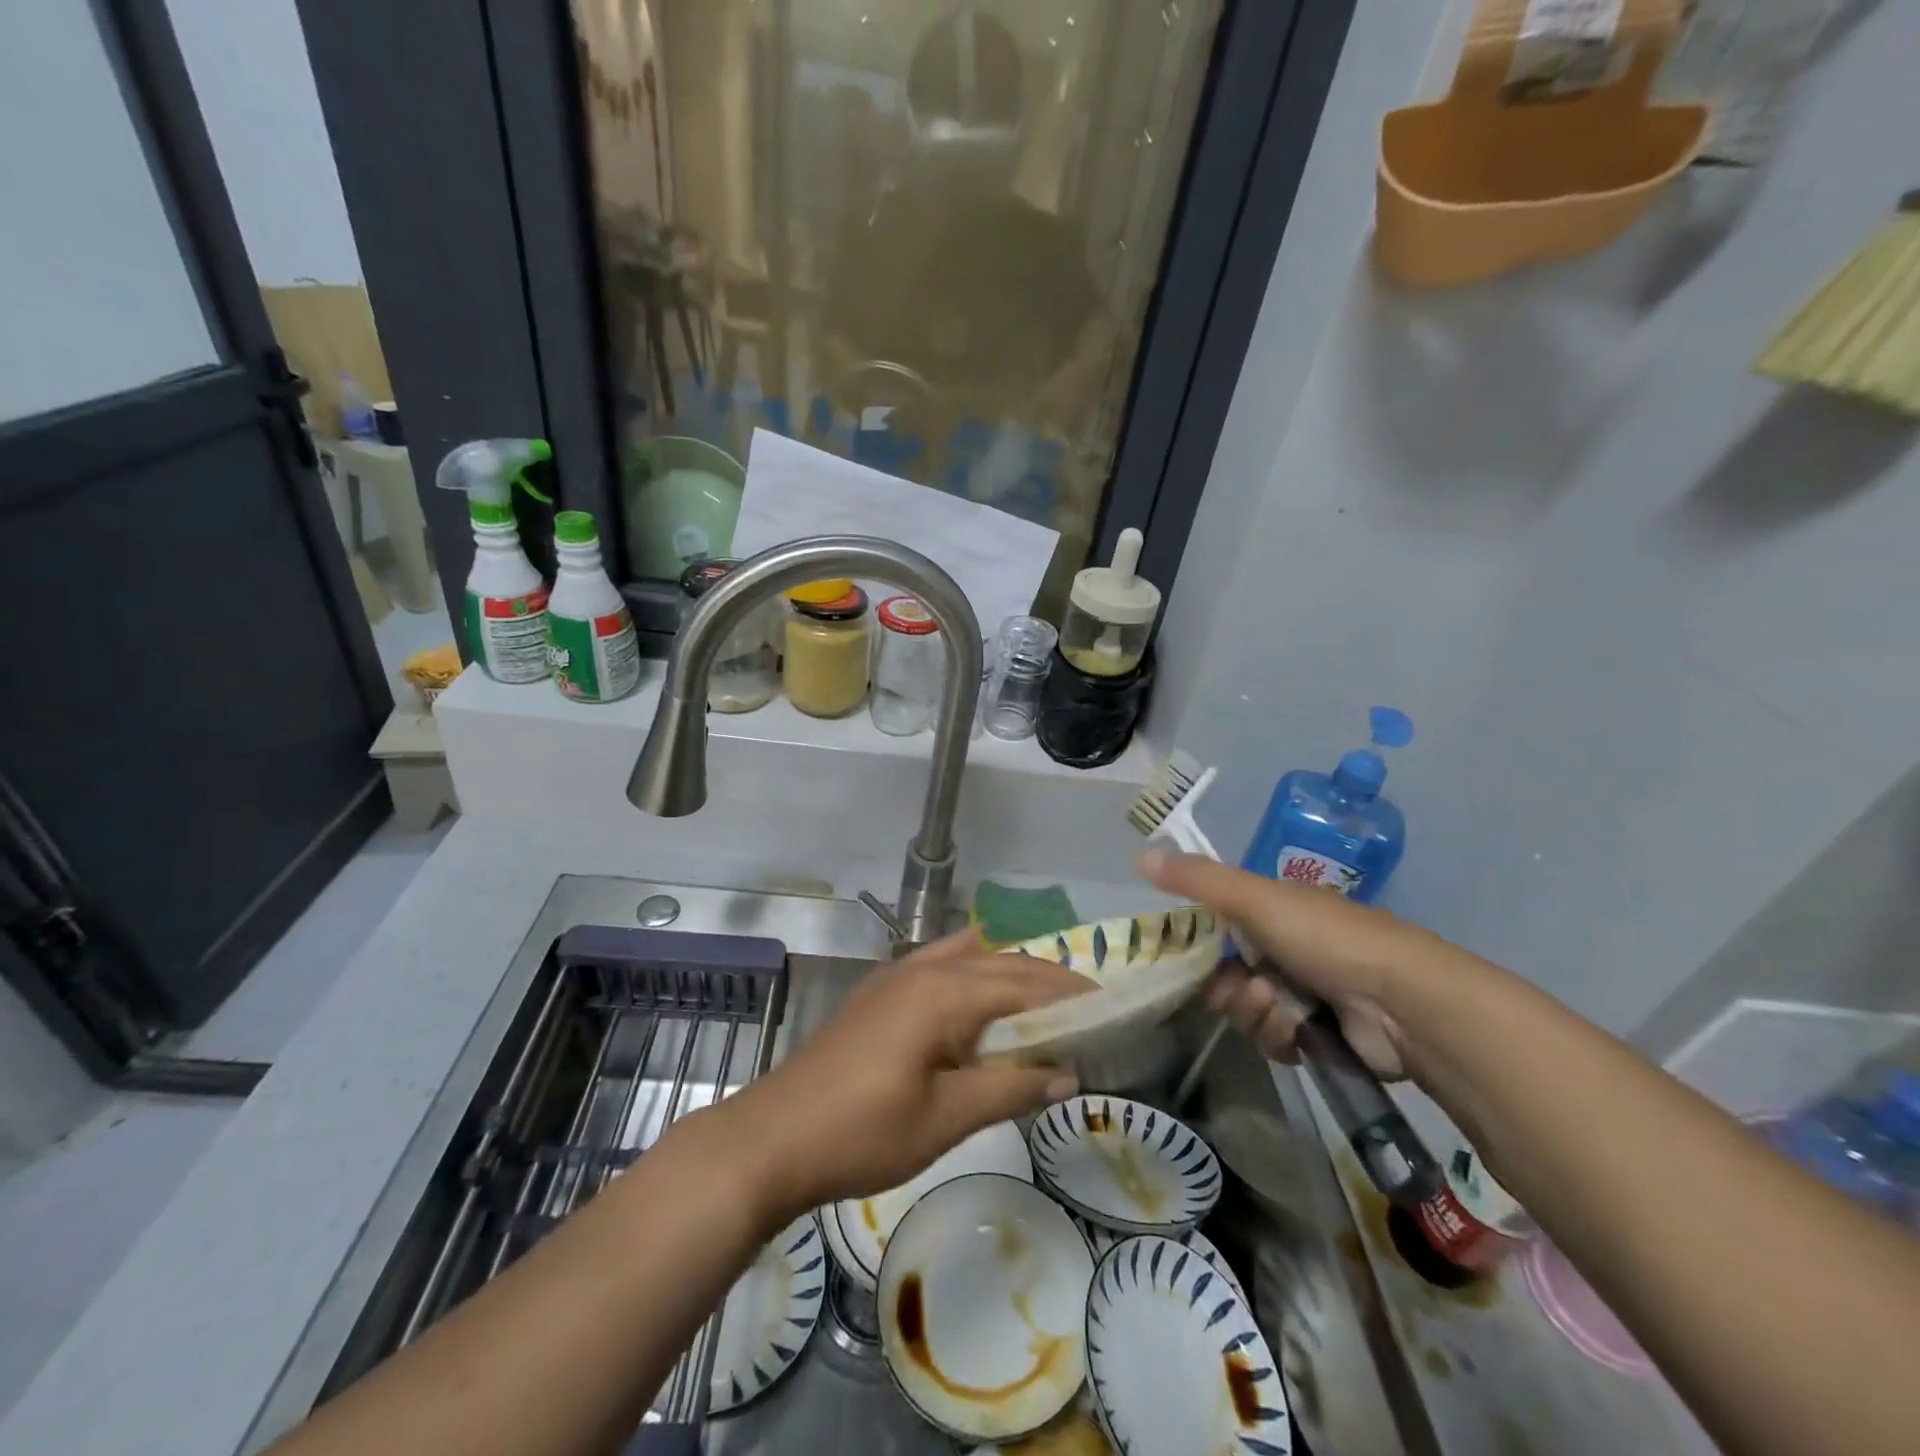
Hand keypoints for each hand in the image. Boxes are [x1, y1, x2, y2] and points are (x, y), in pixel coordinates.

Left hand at [716, 932, 1089, 1221]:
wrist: (773, 1138)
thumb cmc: (862, 1133)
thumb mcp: (945, 1119)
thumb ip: (1009, 1088)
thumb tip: (1068, 1072)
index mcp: (943, 993)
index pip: (1025, 985)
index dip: (1070, 997)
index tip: (1111, 1009)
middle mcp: (924, 969)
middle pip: (1001, 964)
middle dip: (1048, 982)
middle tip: (1091, 1008)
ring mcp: (897, 976)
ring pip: (971, 958)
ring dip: (1011, 973)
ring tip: (1047, 1002)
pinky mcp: (880, 992)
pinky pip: (941, 964)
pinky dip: (975, 972)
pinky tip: (984, 997)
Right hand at [1138, 849, 1474, 1079]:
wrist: (1403, 1001)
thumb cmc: (1325, 937)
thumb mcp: (1254, 898)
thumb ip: (1197, 880)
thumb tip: (1139, 854)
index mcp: (1276, 911)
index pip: (1218, 929)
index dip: (1201, 947)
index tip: (1191, 960)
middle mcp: (1289, 949)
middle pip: (1229, 975)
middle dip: (1232, 988)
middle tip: (1250, 990)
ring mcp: (1308, 993)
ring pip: (1250, 1010)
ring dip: (1256, 1014)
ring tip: (1282, 1011)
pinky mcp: (1323, 1036)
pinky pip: (1276, 1041)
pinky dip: (1281, 1038)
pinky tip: (1299, 1035)